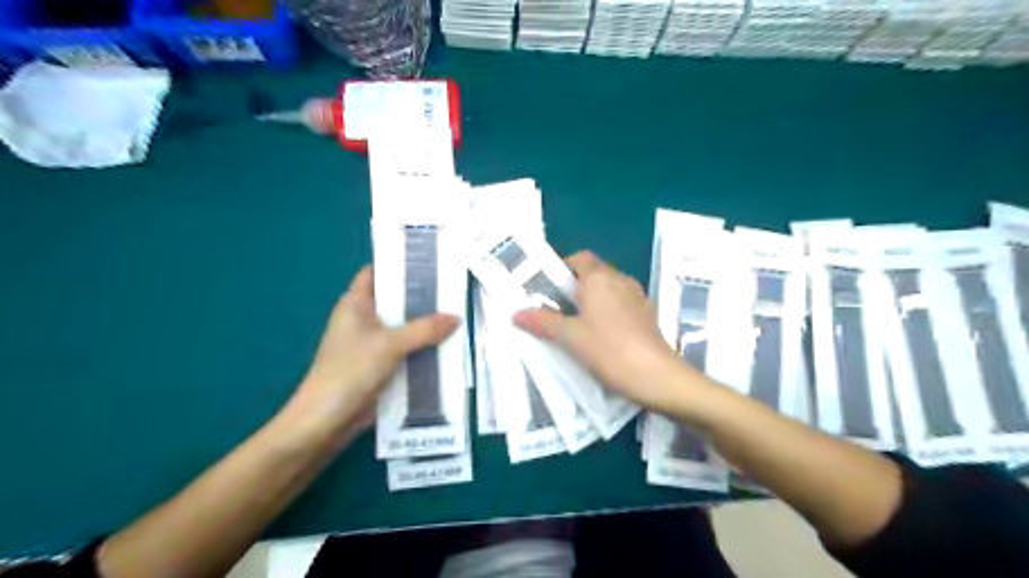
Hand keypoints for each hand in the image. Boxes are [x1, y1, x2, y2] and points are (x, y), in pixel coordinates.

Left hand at [280, 265, 457, 442]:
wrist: (326, 421)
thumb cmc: (350, 371)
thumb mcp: (390, 345)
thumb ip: (425, 329)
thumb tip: (456, 317)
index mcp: (355, 304)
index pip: (376, 272)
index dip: (399, 264)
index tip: (429, 261)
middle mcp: (363, 319)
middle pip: (395, 300)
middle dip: (421, 296)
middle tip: (453, 288)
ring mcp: (371, 344)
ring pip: (403, 327)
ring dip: (425, 325)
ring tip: (457, 313)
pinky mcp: (379, 365)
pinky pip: (405, 349)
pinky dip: (422, 347)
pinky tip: (446, 345)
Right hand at [514, 250, 699, 413]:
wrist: (657, 376)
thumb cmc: (609, 349)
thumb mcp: (570, 337)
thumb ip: (543, 322)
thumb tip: (516, 313)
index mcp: (599, 278)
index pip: (579, 258)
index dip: (562, 267)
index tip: (547, 286)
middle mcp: (620, 280)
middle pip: (594, 273)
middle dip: (574, 286)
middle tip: (553, 306)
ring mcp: (637, 297)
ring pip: (609, 289)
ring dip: (592, 299)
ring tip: (573, 322)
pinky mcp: (647, 315)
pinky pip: (621, 304)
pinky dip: (607, 311)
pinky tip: (599, 334)